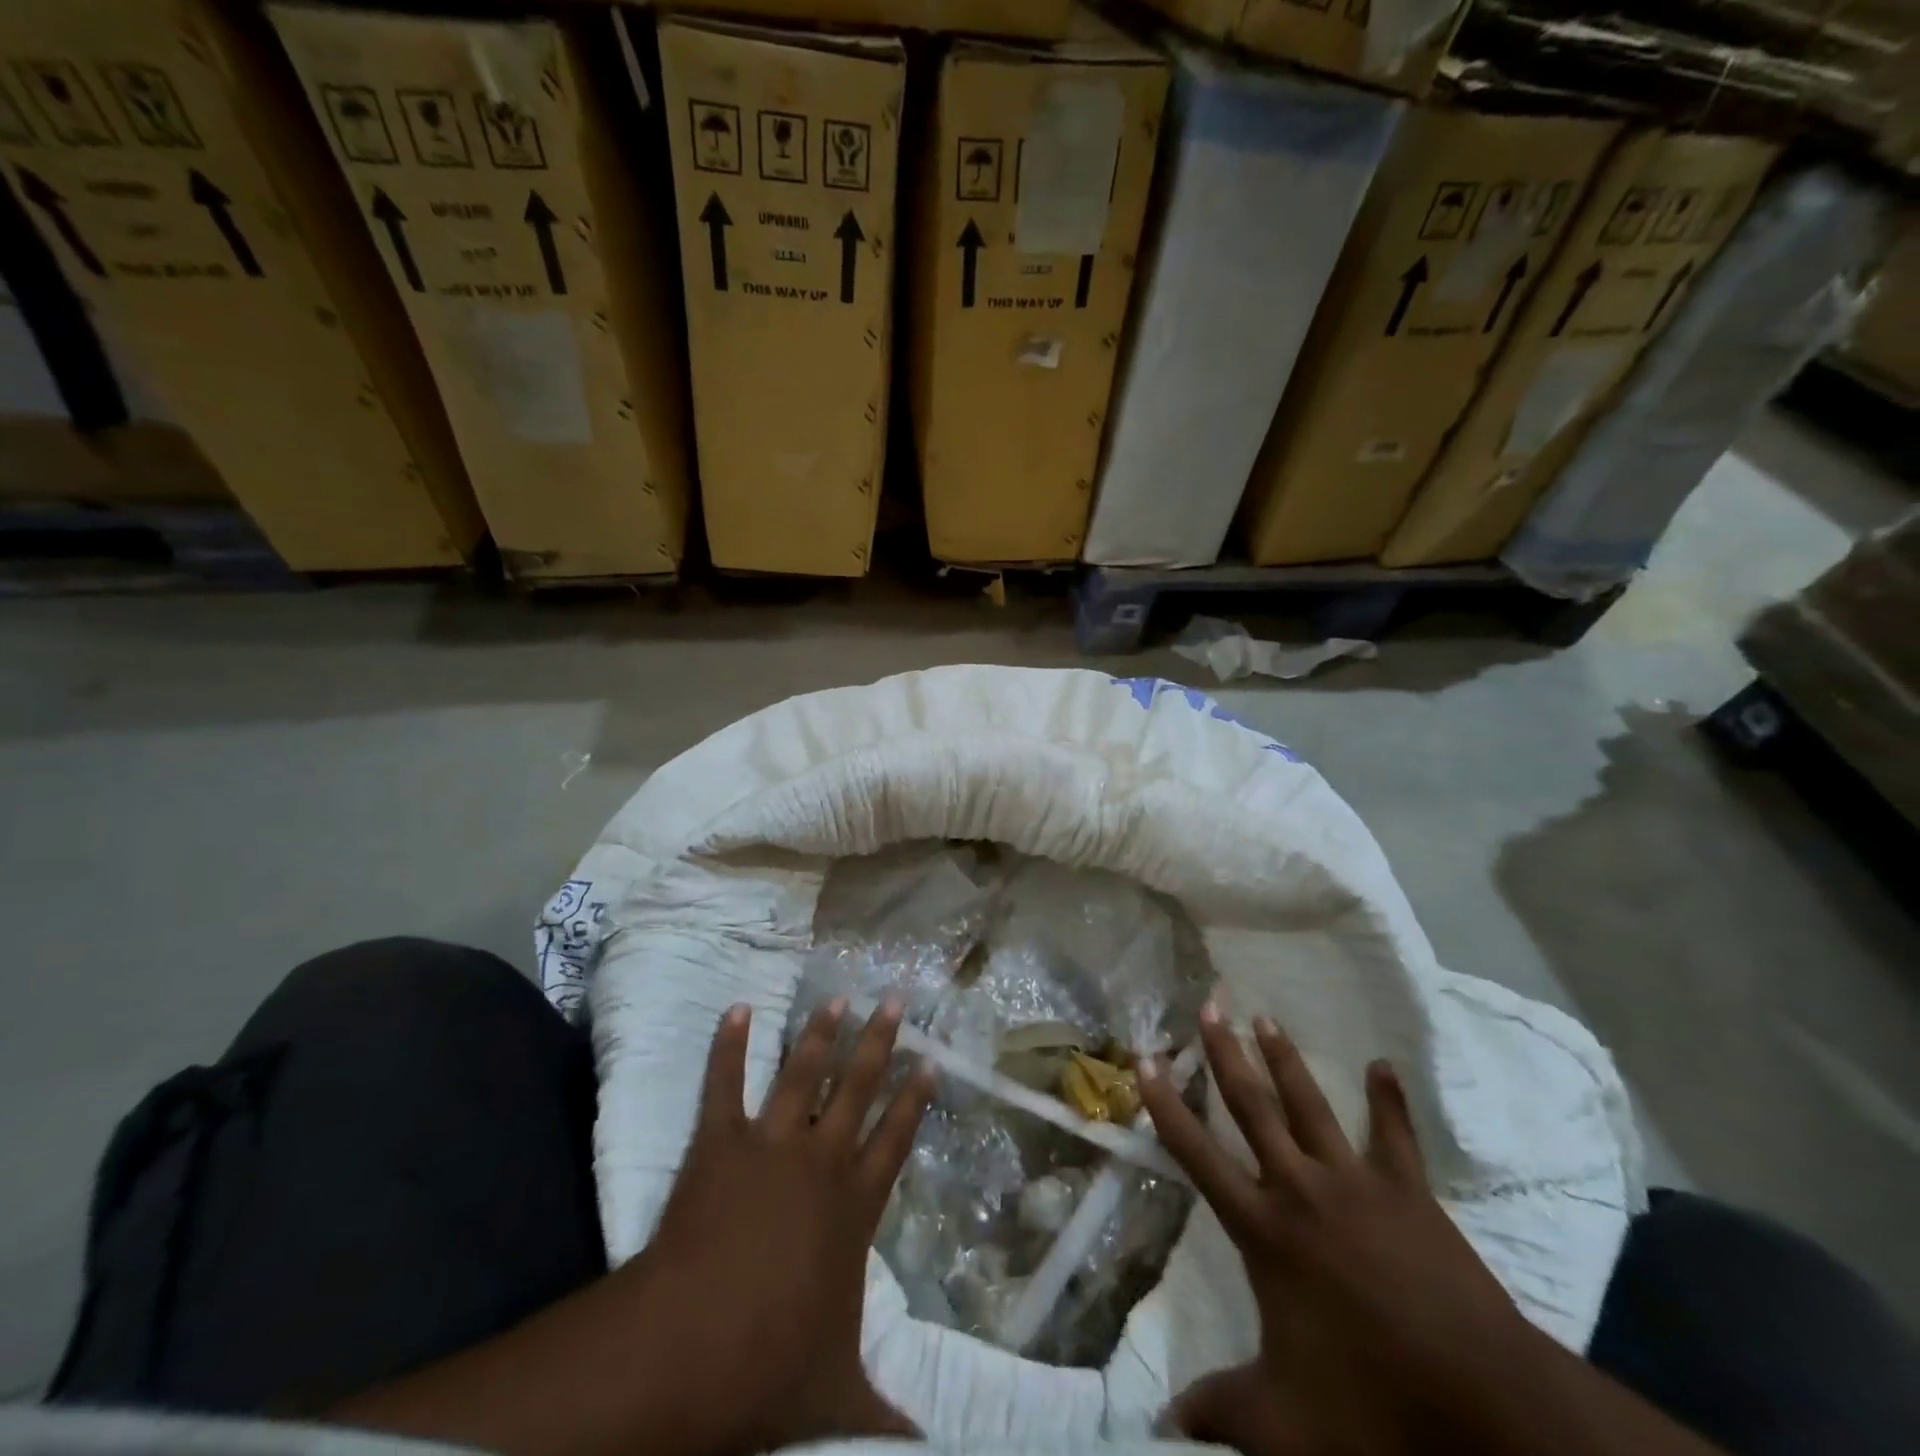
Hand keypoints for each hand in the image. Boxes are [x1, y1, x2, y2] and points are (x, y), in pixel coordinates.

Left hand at [632, 998, 935, 1455]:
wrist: (690, 1348)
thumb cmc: (769, 1366)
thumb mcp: (838, 1397)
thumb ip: (886, 1420)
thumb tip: (930, 1455)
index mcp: (854, 1205)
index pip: (896, 1138)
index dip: (916, 1098)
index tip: (931, 1060)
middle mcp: (821, 1160)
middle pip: (860, 1087)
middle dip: (880, 1042)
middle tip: (896, 1000)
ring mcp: (770, 1143)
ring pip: (804, 1073)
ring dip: (820, 1033)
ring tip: (837, 997)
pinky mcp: (720, 1141)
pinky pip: (724, 1082)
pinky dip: (729, 1044)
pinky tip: (735, 1008)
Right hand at [1139, 1004, 1545, 1455]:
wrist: (1484, 1407)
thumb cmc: (1373, 1404)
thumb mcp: (1284, 1423)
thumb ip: (1219, 1414)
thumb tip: (1158, 1428)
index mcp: (1264, 1230)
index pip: (1197, 1154)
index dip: (1166, 1106)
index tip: (1145, 1059)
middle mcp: (1300, 1189)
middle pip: (1252, 1108)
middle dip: (1225, 1054)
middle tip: (1209, 1005)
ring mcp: (1356, 1183)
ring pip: (1309, 1105)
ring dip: (1285, 1059)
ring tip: (1265, 1017)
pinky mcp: (1408, 1192)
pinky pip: (1395, 1136)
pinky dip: (1388, 1100)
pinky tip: (1383, 1065)